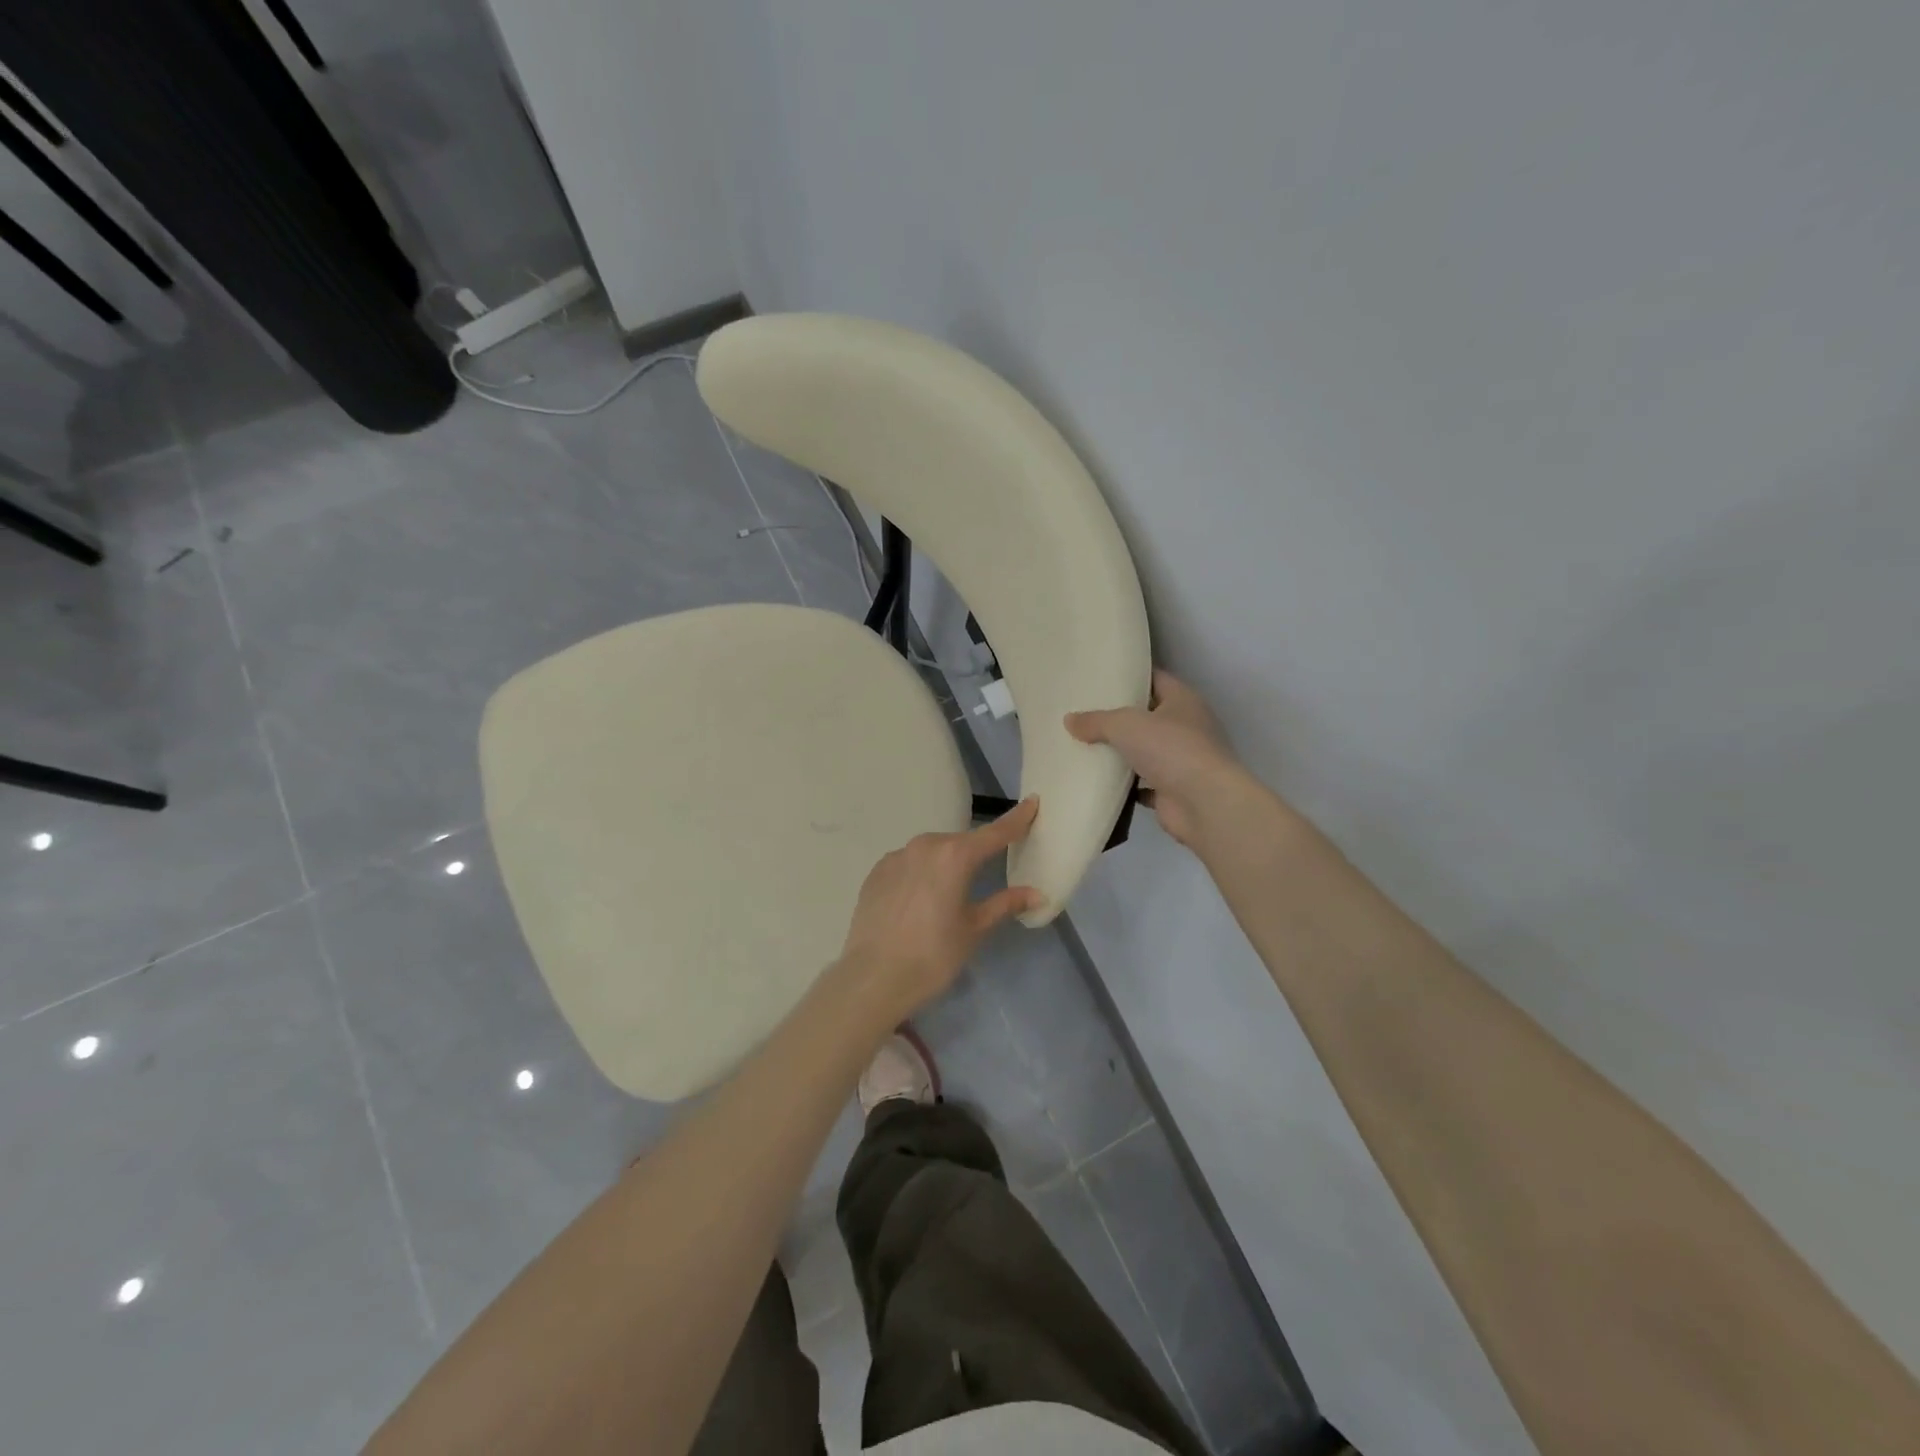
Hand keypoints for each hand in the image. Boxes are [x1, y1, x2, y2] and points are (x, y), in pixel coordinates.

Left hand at [832, 799, 1043, 1026]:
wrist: (873, 978)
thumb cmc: (933, 955)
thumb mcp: (974, 929)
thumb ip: (1005, 904)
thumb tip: (1037, 894)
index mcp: (955, 855)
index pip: (995, 832)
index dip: (1017, 818)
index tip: (1033, 802)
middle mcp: (925, 845)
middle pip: (961, 842)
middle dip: (976, 852)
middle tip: (987, 872)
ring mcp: (896, 856)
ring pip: (931, 852)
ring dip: (945, 863)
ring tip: (948, 894)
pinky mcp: (876, 872)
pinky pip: (908, 864)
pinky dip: (920, 874)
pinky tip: (919, 900)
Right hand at [1066, 670, 1244, 848]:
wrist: (1204, 803)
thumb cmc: (1171, 749)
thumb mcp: (1125, 724)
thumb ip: (1096, 720)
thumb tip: (1069, 720)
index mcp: (1183, 701)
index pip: (1155, 679)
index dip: (1131, 677)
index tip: (1102, 678)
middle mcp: (1188, 727)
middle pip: (1149, 716)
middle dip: (1121, 717)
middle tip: (1085, 713)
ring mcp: (1183, 761)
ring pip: (1147, 752)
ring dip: (1123, 753)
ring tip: (1086, 746)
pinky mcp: (1174, 791)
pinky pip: (1144, 785)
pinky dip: (1127, 785)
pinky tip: (1101, 782)